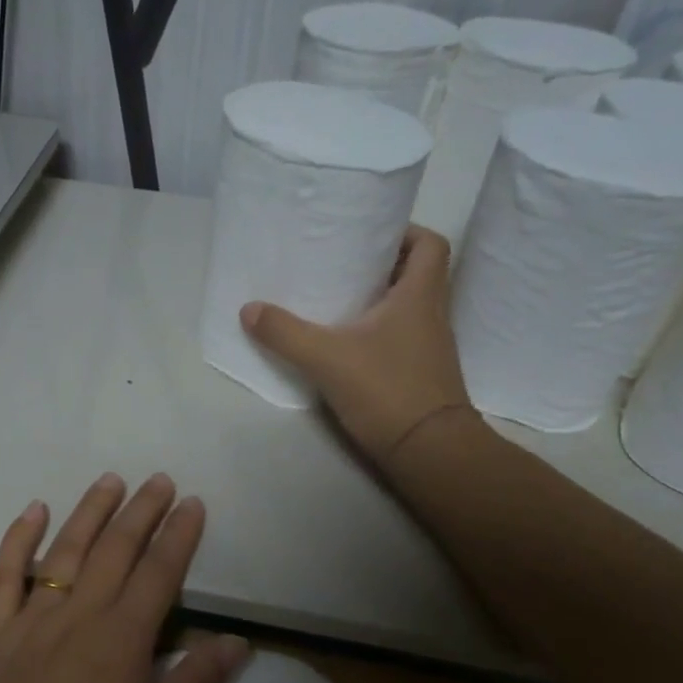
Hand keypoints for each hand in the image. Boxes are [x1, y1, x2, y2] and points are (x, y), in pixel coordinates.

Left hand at [0, 473, 249, 682]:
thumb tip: (235, 641)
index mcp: (120, 643)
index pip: (158, 574)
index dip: (179, 536)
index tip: (193, 504)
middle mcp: (76, 618)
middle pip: (114, 551)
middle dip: (141, 512)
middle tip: (160, 481)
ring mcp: (29, 623)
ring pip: (64, 552)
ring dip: (90, 513)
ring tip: (110, 481)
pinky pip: (5, 576)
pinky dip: (17, 539)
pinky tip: (31, 512)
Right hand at [241, 226, 471, 466]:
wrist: (429, 451)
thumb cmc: (387, 389)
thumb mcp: (326, 358)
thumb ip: (285, 333)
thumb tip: (249, 309)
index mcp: (420, 295)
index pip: (431, 244)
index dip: (406, 231)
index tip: (371, 235)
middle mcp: (433, 314)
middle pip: (419, 273)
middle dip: (384, 264)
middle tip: (345, 264)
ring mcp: (431, 346)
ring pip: (411, 307)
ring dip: (382, 300)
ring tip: (340, 300)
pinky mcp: (423, 373)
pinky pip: (404, 336)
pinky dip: (381, 332)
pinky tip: (349, 344)